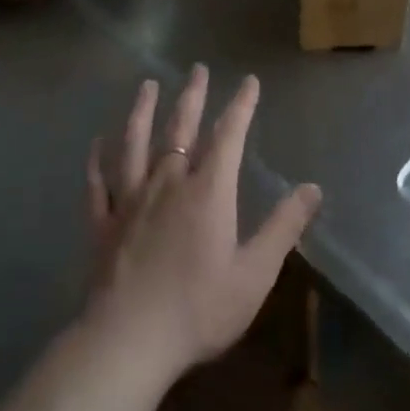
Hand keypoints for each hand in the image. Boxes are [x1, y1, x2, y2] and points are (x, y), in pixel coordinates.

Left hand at [83, 66, 321, 383]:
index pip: (229, 136)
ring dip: (142, 112)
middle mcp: (168, 183)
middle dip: (193, 97)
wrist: (128, 342)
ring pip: (135, 144)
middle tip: (198, 68)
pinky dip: (97, 160)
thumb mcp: (255, 273)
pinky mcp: (103, 223)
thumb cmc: (199, 309)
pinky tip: (96, 143)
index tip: (249, 82)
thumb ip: (284, 227)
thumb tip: (313, 188)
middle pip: (181, 129)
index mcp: (208, 192)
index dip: (241, 106)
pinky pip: (99, 183)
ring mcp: (131, 201)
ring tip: (147, 86)